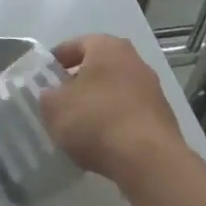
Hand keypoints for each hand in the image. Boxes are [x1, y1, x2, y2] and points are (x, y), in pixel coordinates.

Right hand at [39, 34, 189, 186]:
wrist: (149, 160)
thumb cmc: (97, 120)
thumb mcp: (55, 108)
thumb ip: (47, 96)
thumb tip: (51, 96)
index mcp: (107, 46)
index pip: (75, 45)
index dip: (56, 62)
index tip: (43, 79)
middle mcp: (134, 60)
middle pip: (98, 67)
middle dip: (78, 84)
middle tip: (59, 103)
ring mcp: (152, 89)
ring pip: (114, 91)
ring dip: (98, 104)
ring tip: (79, 128)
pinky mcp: (162, 117)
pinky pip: (129, 113)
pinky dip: (115, 122)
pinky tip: (103, 143)